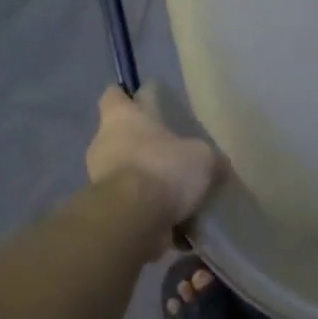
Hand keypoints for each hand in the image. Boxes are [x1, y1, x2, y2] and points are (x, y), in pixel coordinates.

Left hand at [86, 87, 224, 239]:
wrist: (132, 222)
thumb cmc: (162, 169)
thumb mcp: (202, 158)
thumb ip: (208, 158)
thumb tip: (218, 165)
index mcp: (122, 118)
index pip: (114, 96)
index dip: (126, 98)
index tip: (141, 102)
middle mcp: (104, 144)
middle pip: (121, 138)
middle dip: (144, 146)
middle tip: (172, 154)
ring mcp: (99, 180)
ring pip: (126, 174)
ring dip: (147, 182)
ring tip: (179, 193)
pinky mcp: (106, 211)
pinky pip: (131, 206)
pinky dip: (148, 211)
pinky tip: (175, 221)